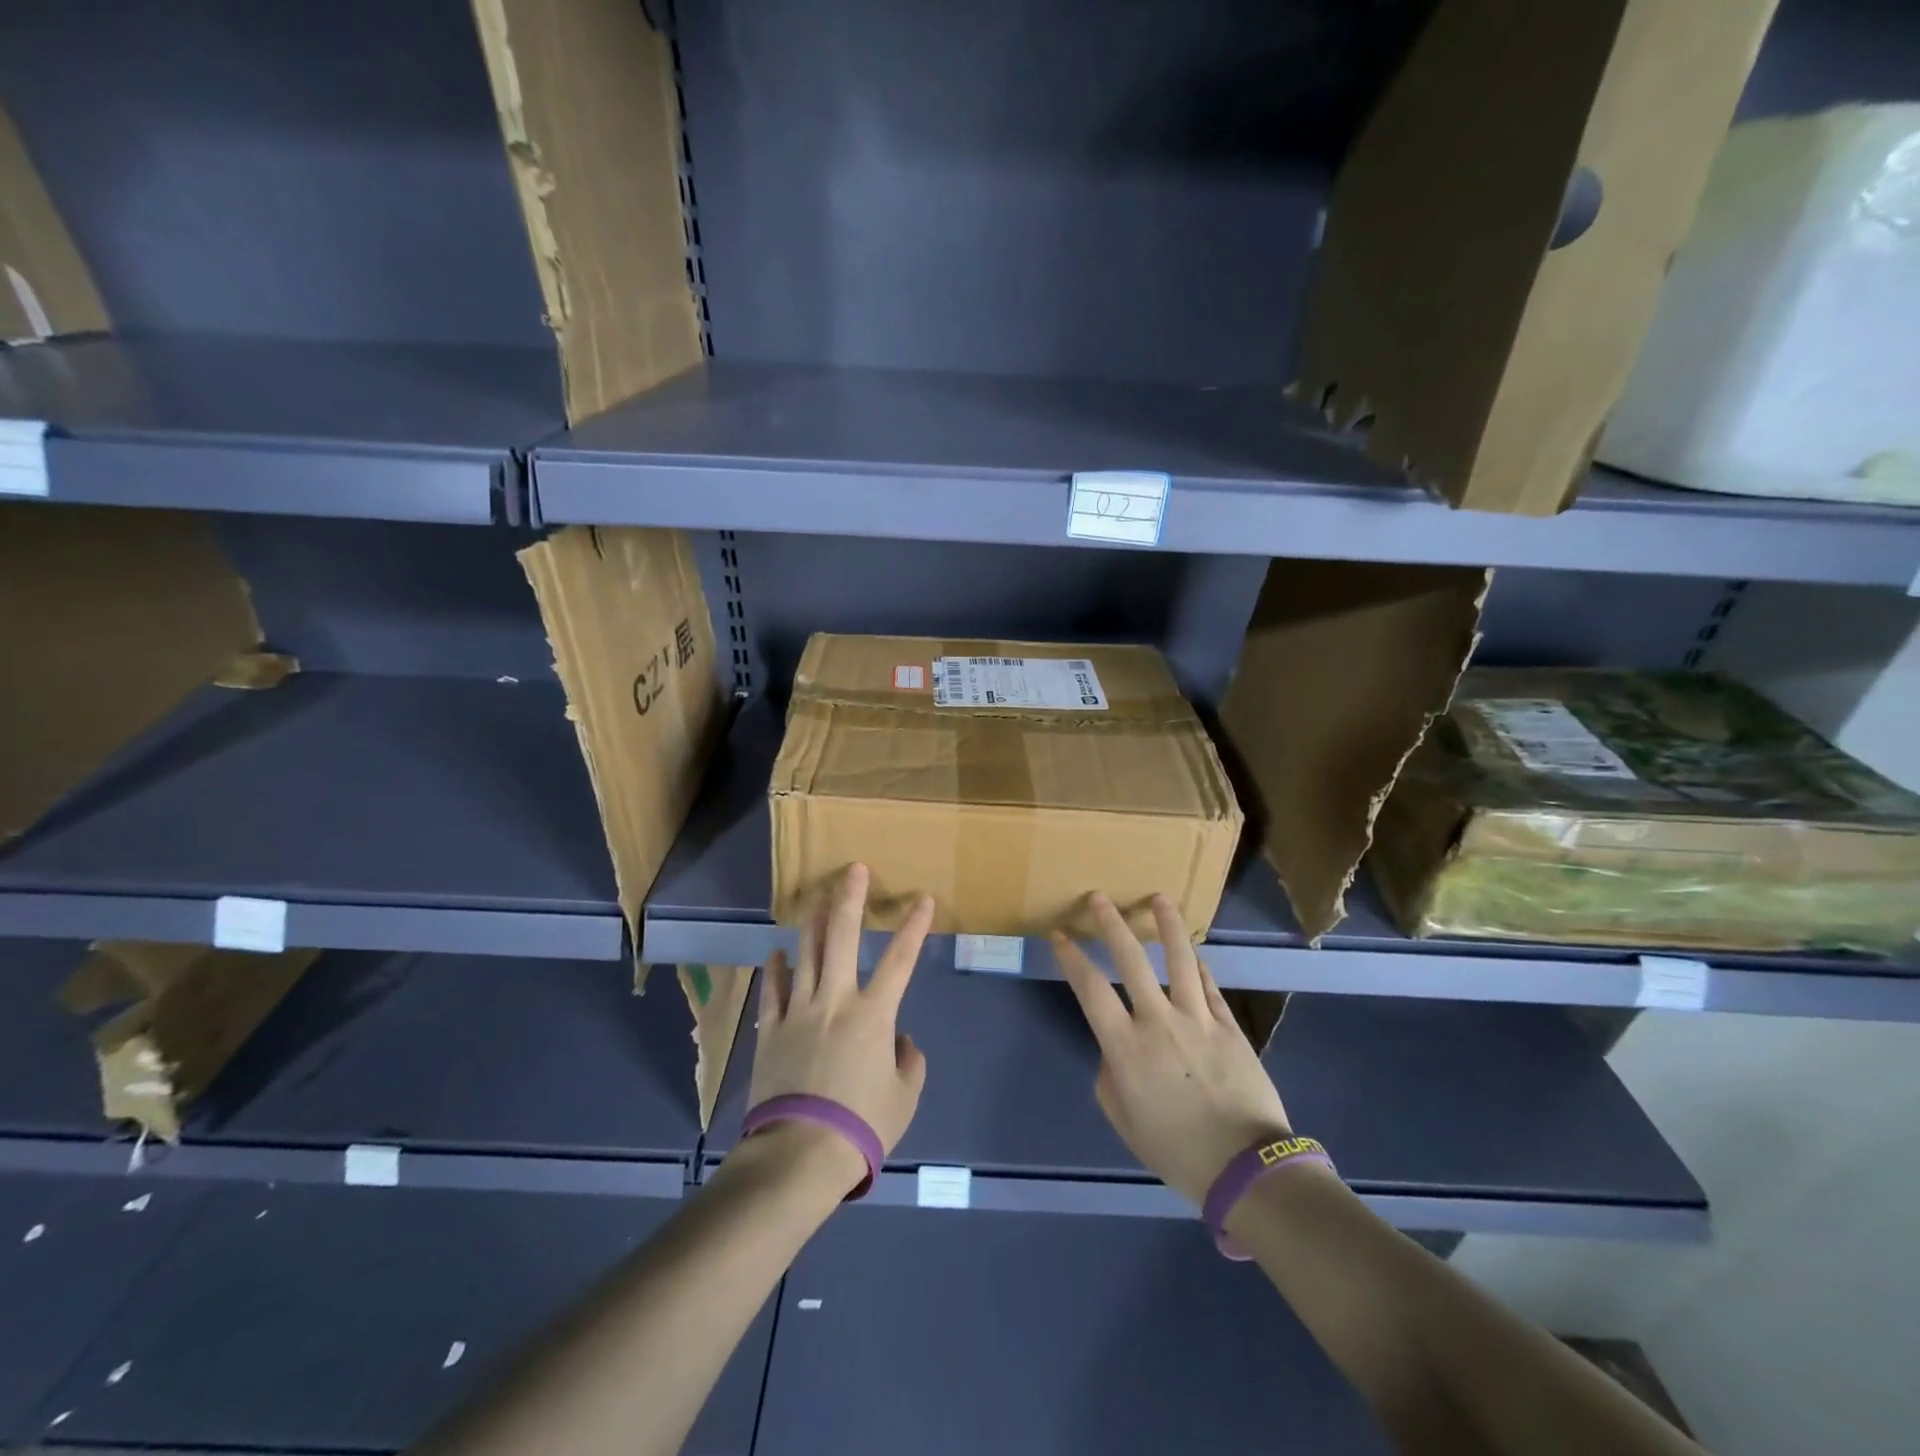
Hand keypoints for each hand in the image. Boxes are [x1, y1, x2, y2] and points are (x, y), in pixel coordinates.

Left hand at [749, 864, 932, 1192]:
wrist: (801, 1151)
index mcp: (874, 1014)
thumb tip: (900, 1041)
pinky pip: (773, 990)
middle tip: (853, 869)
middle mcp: (836, 1000)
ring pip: (805, 953)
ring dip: (812, 922)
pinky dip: (776, 969)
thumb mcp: (904, 1097)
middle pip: (842, 938)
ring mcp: (799, 1011)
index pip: (900, 960)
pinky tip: (777, 953)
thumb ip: (909, 1062)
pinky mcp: (771, 1029)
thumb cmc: (862, 1125)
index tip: (923, 899)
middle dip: (849, 899)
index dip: (914, 927)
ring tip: (815, 897)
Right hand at [1052, 893, 1291, 1206]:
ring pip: (1180, 959)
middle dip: (1112, 924)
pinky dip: (1200, 966)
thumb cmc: (1176, 1150)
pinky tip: (1195, 953)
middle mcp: (1158, 1022)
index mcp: (1126, 1047)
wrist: (1244, 1169)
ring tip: (1159, 899)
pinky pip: (1210, 986)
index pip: (1090, 989)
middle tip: (1099, 897)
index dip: (1072, 958)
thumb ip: (1111, 1076)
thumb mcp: (1124, 1120)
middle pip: (1131, 960)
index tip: (1061, 935)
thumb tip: (1116, 1050)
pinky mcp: (1229, 1026)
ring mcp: (1198, 1019)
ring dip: (1167, 925)